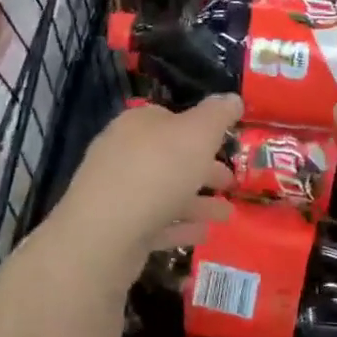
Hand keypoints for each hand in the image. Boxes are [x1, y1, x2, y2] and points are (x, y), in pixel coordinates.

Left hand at [54, 94, 241, 263]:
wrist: (103, 237)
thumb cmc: (156, 173)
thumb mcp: (197, 134)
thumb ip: (217, 115)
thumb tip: (232, 98)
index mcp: (137, 124)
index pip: (169, 117)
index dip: (199, 128)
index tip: (224, 143)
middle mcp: (123, 154)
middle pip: (169, 157)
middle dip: (202, 169)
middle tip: (231, 183)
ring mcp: (117, 193)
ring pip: (165, 192)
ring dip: (197, 202)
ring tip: (227, 215)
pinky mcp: (116, 229)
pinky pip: (155, 223)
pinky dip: (180, 226)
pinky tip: (203, 233)